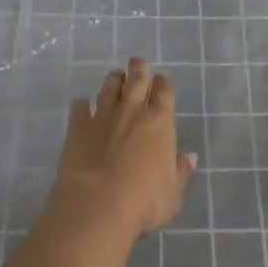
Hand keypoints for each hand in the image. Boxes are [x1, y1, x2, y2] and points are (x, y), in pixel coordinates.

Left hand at [46, 57, 196, 238]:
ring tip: (115, 75)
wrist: (97, 205)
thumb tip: (189, 157)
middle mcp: (132, 110)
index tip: (161, 78)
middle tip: (137, 61)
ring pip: (109, 88)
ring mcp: (103, 115)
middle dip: (138, 69)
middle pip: (136, 81)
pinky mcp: (78, 127)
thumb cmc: (144, 201)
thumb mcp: (172, 193)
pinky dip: (82, 104)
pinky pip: (80, 108)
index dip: (162, 84)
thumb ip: (180, 172)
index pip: (163, 93)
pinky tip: (82, 104)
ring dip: (113, 80)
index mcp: (159, 121)